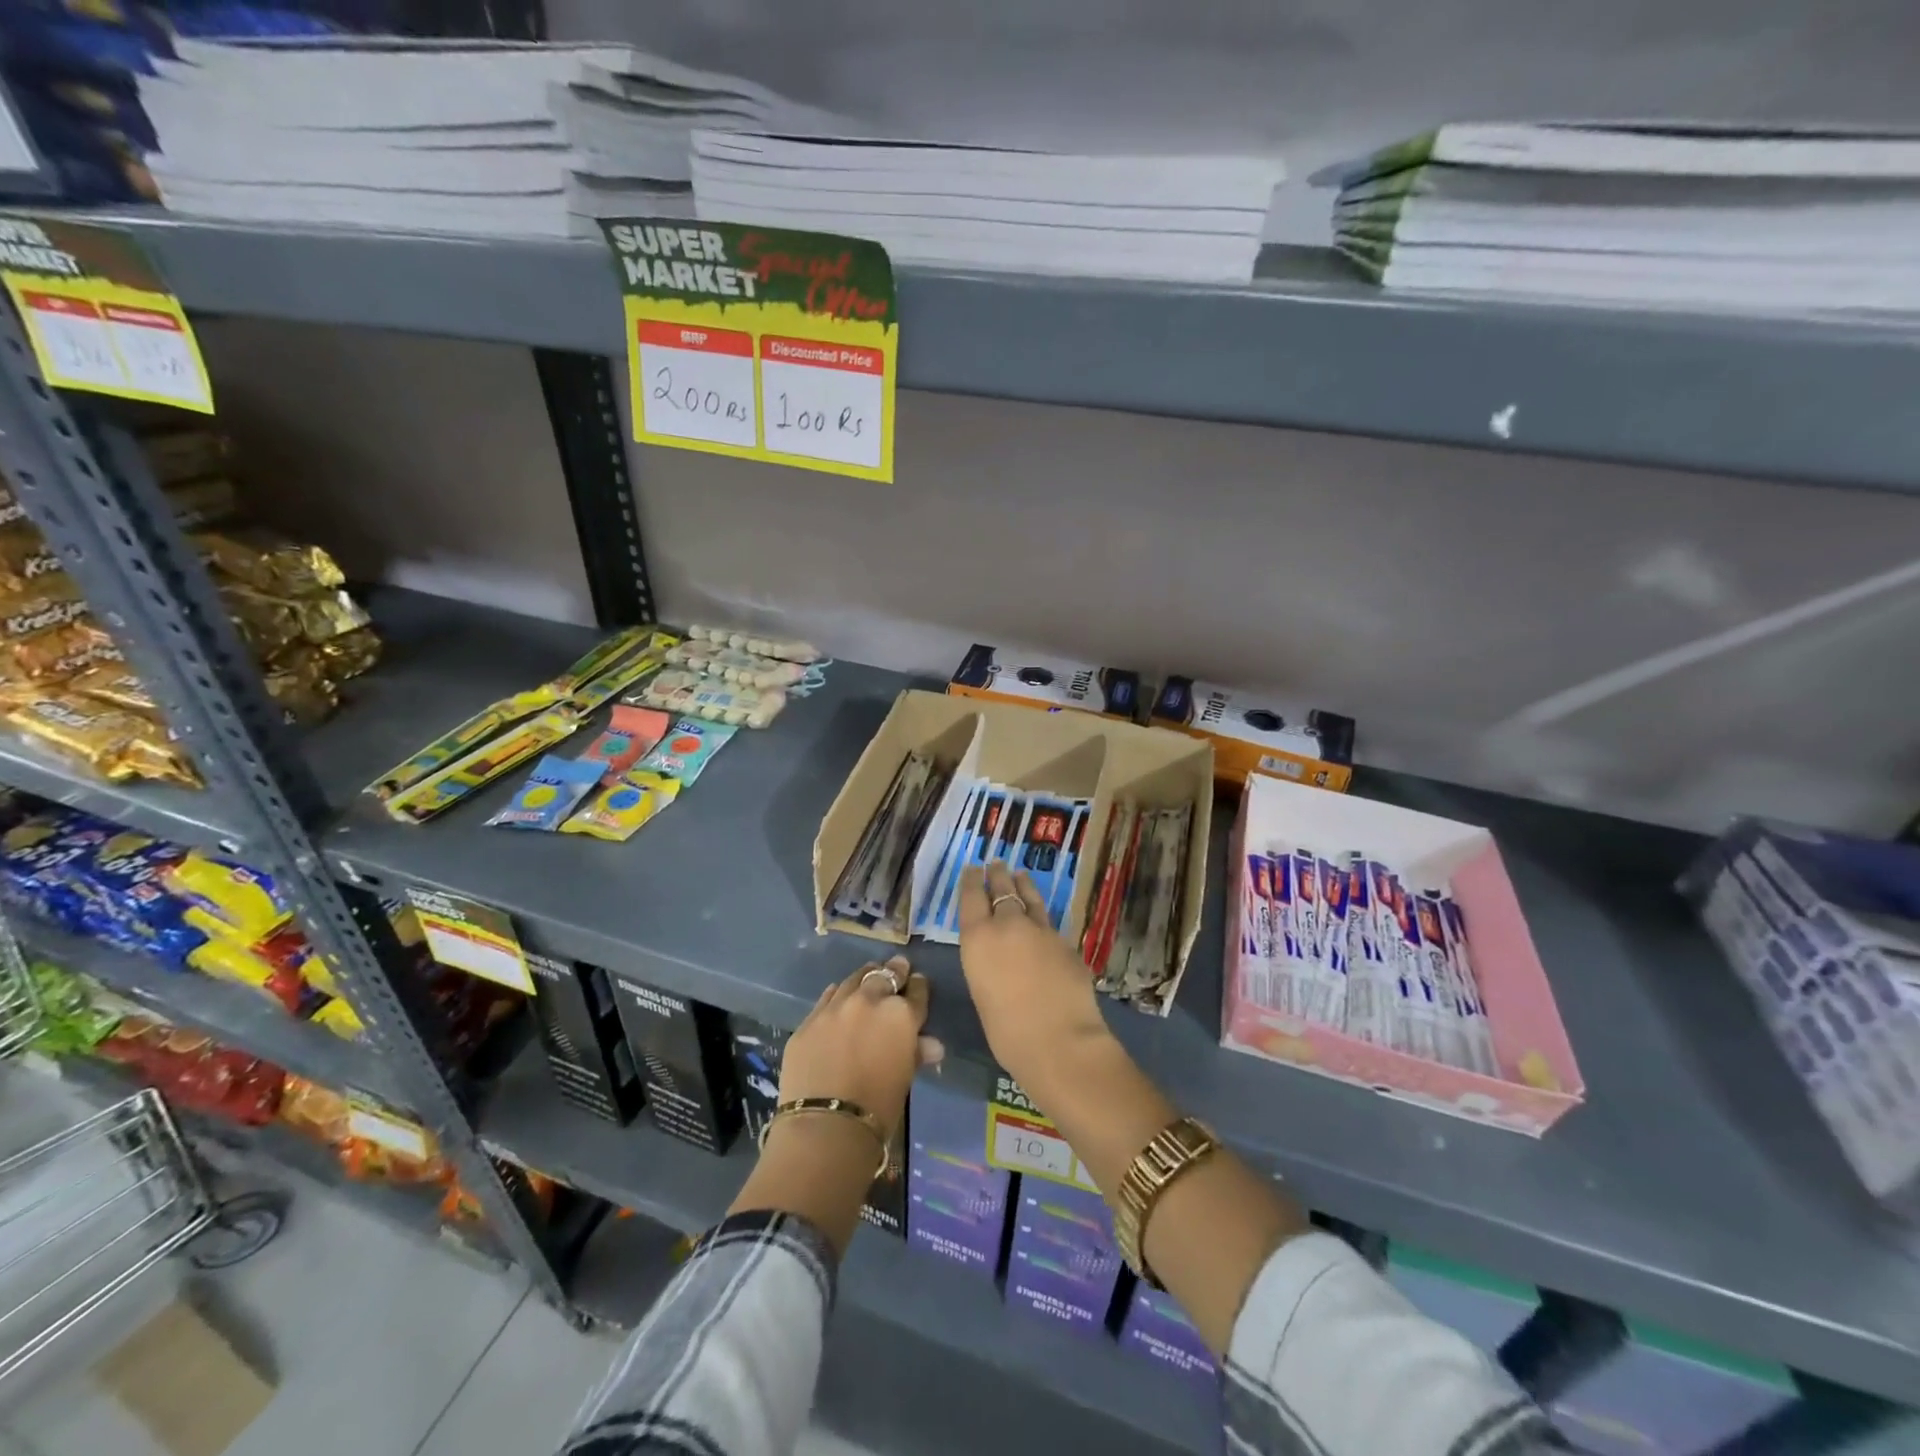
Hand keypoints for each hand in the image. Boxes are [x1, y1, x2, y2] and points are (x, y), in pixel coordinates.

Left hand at [779, 956, 940, 1134]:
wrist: (825, 1126)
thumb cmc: (878, 1108)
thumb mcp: (904, 1078)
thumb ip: (916, 1052)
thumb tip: (932, 1045)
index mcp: (901, 1015)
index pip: (916, 992)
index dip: (918, 987)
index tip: (917, 983)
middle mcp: (869, 1001)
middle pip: (885, 976)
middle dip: (893, 972)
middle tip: (897, 968)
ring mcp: (836, 1007)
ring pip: (854, 979)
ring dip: (865, 978)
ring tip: (869, 977)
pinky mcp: (809, 1020)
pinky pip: (828, 997)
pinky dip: (838, 995)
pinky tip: (839, 998)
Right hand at [958, 863, 1109, 1094]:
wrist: (1059, 1040)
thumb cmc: (1007, 1031)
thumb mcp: (982, 993)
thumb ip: (987, 964)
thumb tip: (999, 957)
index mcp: (979, 939)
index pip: (972, 898)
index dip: (972, 881)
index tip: (972, 869)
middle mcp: (1008, 925)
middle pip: (1002, 890)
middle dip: (998, 875)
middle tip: (996, 863)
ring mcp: (1041, 930)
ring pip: (1030, 898)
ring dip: (1023, 885)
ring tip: (1020, 874)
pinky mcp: (1066, 942)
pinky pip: (1049, 922)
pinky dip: (1042, 915)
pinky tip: (1042, 918)